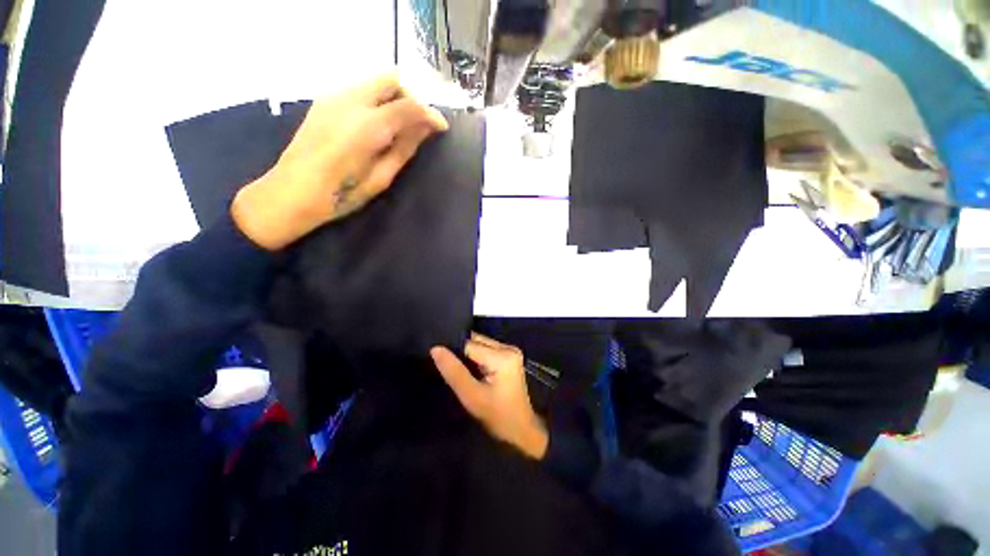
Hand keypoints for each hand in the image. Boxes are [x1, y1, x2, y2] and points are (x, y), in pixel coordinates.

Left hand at [232, 72, 448, 249]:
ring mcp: (333, 97)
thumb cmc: (342, 194)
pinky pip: (359, 90)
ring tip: (397, 129)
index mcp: (368, 126)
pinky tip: (375, 127)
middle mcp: (350, 101)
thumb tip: (426, 129)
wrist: (292, 192)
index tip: (441, 128)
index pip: (409, 105)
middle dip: (410, 97)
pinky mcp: (324, 101)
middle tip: (417, 125)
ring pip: (374, 82)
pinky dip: (376, 101)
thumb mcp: (382, 177)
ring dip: (392, 98)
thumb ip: (405, 148)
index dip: (430, 114)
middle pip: (390, 79)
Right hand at [430, 333, 548, 459]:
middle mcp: (508, 347)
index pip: (469, 344)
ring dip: (468, 354)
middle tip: (448, 367)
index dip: (453, 352)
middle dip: (461, 352)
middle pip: (476, 341)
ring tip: (458, 369)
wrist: (521, 429)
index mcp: (502, 356)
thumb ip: (453, 371)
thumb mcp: (471, 396)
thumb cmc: (497, 416)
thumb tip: (435, 348)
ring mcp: (511, 350)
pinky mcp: (510, 356)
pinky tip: (470, 369)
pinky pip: (486, 349)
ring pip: (480, 343)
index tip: (440, 362)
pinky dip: (476, 357)